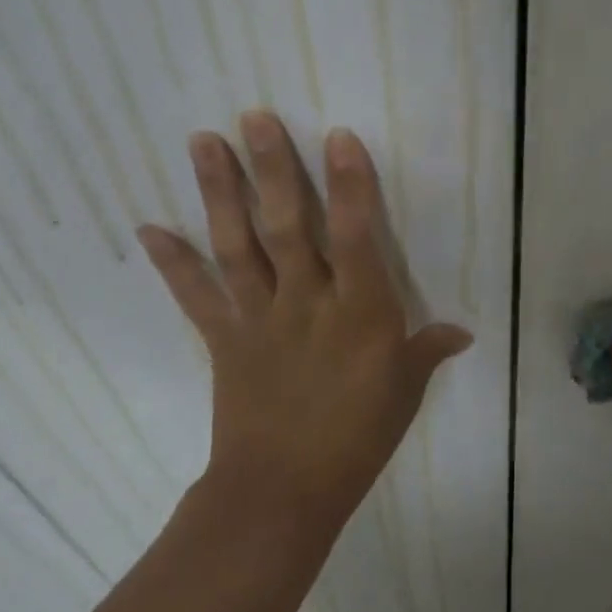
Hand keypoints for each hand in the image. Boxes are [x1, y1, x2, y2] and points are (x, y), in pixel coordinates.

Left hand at [138, 112, 471, 533]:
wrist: (282, 494)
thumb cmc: (357, 437)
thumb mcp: (404, 390)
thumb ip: (429, 350)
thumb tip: (463, 331)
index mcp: (360, 311)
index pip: (357, 235)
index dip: (350, 184)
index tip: (337, 136)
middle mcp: (307, 301)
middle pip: (288, 225)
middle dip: (273, 168)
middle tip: (254, 116)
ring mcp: (260, 316)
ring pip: (238, 244)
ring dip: (220, 192)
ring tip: (203, 141)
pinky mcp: (224, 338)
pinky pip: (196, 295)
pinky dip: (172, 262)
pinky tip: (148, 227)